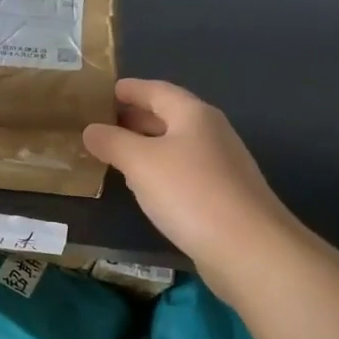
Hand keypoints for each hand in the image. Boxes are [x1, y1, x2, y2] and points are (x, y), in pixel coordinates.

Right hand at [82, 79, 299, 297]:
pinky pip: (183, 171)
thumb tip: (90, 130)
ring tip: (115, 152)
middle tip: (101, 123)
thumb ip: (112, 142)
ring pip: (176, 145)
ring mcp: (221, 165)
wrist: (248, 249)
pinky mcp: (223, 196)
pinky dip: (159, 170)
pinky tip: (145, 185)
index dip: (130, 89)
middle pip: (168, 116)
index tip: (104, 91)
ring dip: (146, 145)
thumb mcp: (140, 162)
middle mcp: (211, 133)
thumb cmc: (190, 193)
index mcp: (193, 114)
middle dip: (135, 118)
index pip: (157, 90)